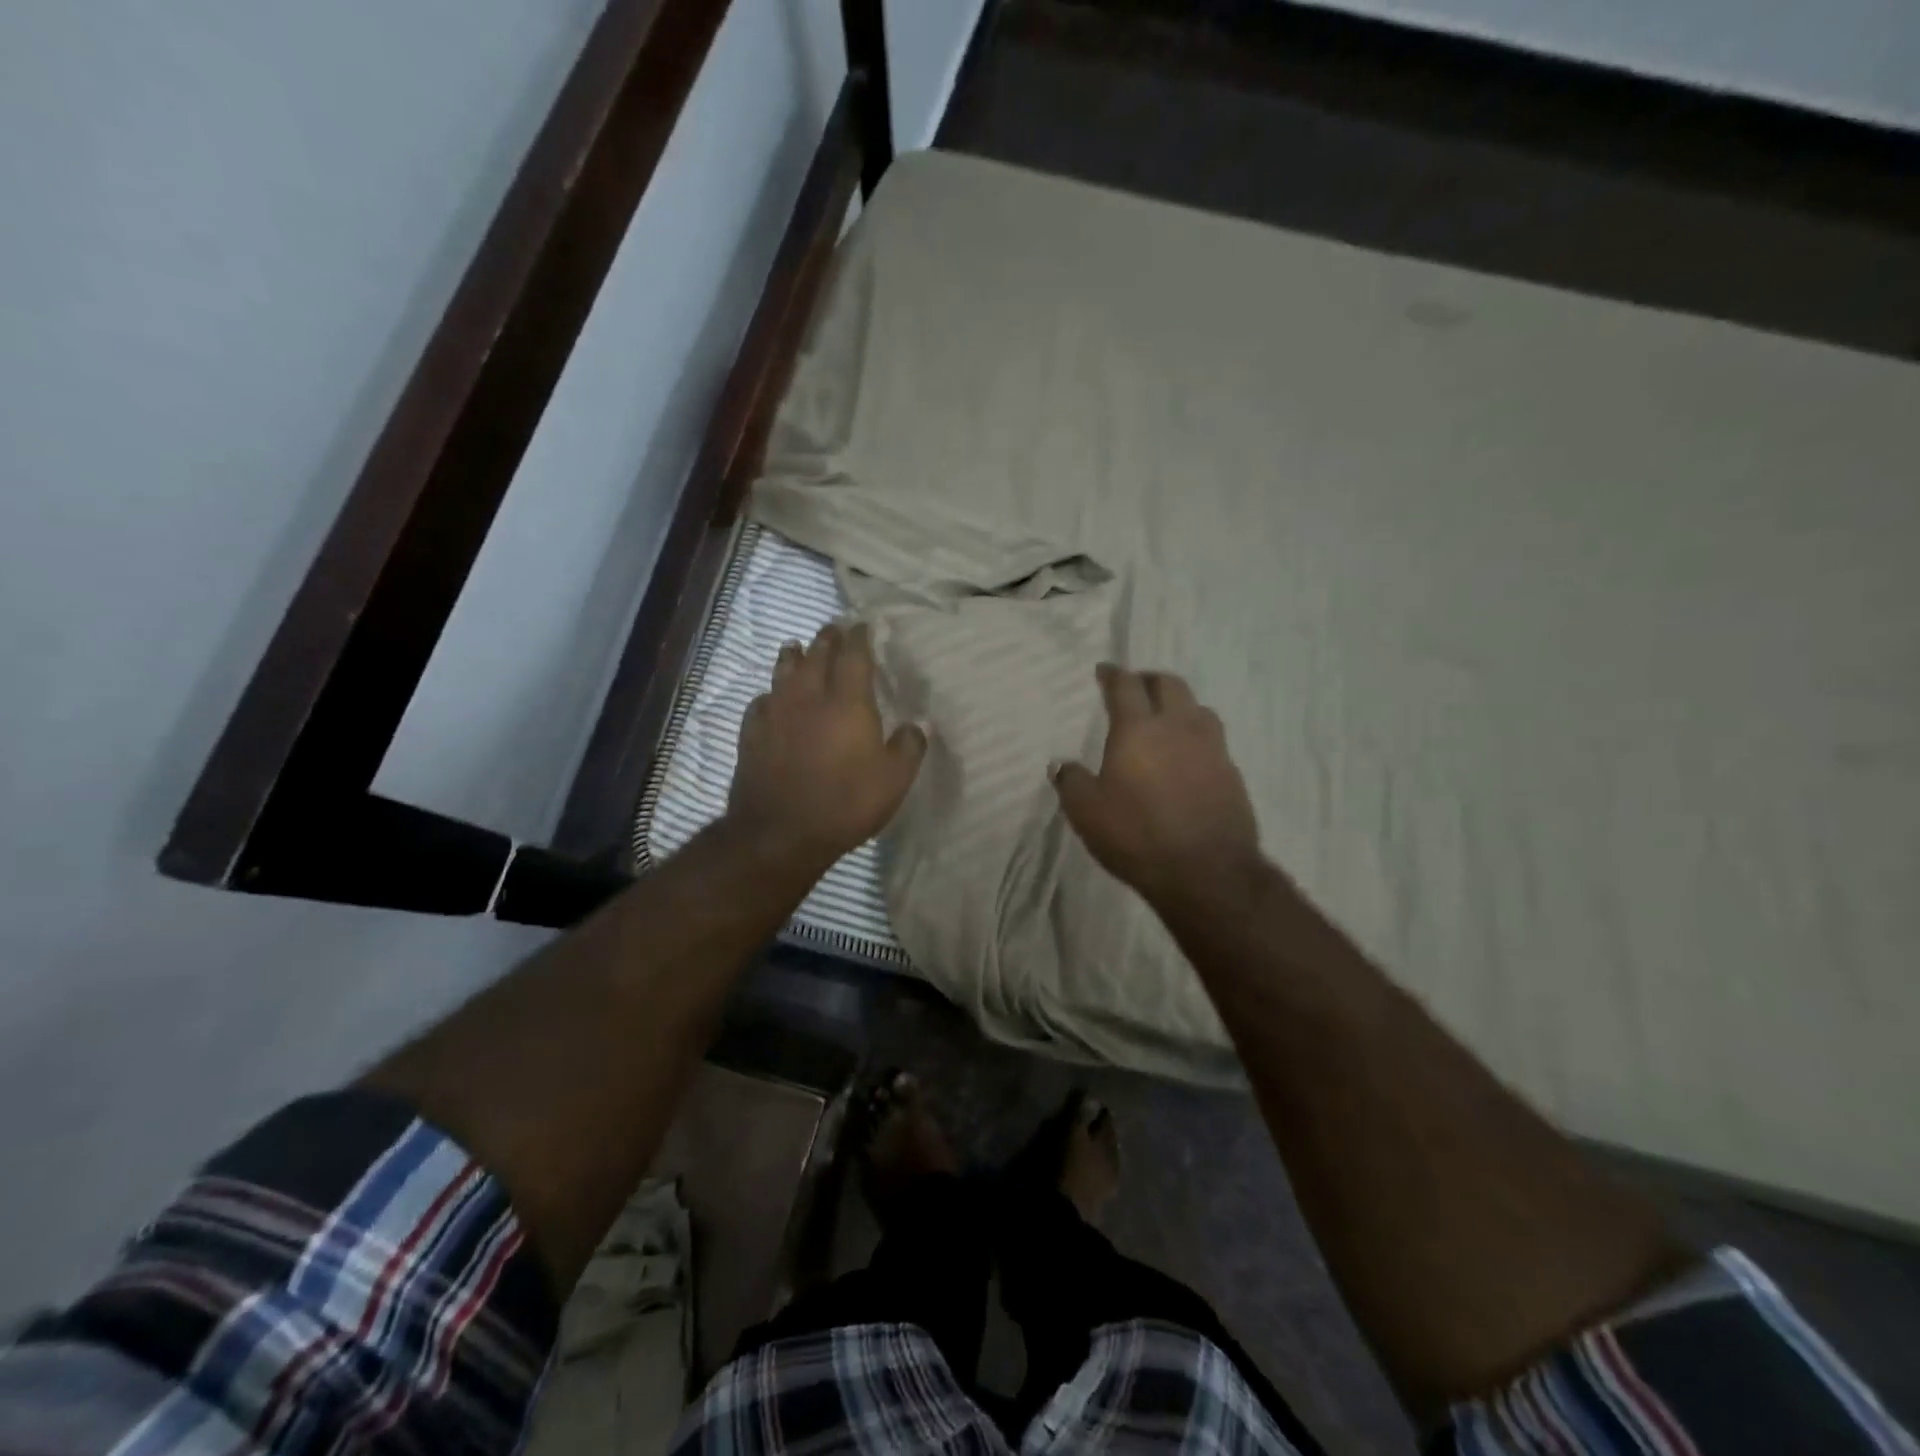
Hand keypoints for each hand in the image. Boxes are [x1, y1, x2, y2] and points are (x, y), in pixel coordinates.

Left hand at [725, 621, 926, 878]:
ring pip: (783, 672)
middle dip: (827, 639)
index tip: (862, 624)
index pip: (854, 656)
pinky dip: (769, 694)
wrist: (780, 833)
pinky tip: (770, 699)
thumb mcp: (894, 780)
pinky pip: (761, 702)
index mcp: (847, 702)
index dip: (859, 637)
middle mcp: (809, 697)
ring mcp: (776, 714)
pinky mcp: (752, 735)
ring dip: (792, 656)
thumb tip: (918, 724)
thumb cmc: (845, 803)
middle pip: (816, 656)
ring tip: (795, 646)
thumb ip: (909, 747)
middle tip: (833, 628)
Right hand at [1053, 664, 1262, 908]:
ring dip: (1178, 704)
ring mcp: (1211, 748)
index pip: (1125, 685)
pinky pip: (1212, 740)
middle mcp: (1179, 727)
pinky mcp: (1232, 773)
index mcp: (1139, 729)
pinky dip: (1195, 736)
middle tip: (1134, 688)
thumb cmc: (1137, 835)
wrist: (1206, 871)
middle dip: (1148, 680)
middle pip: (1168, 684)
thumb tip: (1062, 764)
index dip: (1112, 674)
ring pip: (1197, 707)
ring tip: (1165, 718)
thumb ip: (1071, 781)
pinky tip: (1187, 756)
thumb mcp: (1086, 812)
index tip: (1103, 671)